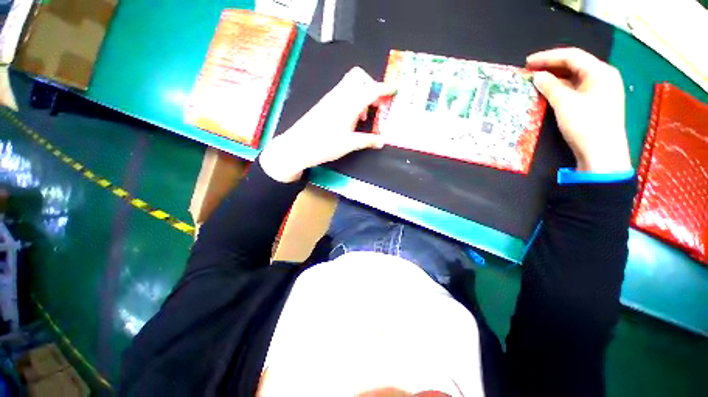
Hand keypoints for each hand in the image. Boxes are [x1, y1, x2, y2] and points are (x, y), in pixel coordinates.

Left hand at [260, 67, 394, 182]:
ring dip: (361, 95)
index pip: (371, 90)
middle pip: (358, 77)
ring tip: (365, 118)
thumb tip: (381, 141)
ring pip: (350, 85)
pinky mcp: (325, 105)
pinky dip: (352, 101)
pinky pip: (342, 94)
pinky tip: (351, 120)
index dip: (384, 88)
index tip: (395, 89)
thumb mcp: (349, 144)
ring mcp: (331, 99)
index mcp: (349, 103)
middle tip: (377, 105)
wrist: (298, 146)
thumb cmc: (325, 144)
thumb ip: (367, 141)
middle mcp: (340, 96)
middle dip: (371, 85)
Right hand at [526, 48, 631, 172]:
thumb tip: (537, 76)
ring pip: (575, 77)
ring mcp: (601, 90)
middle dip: (551, 66)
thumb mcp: (565, 103)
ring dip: (555, 77)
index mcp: (600, 71)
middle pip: (574, 65)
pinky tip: (549, 91)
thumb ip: (550, 86)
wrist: (602, 153)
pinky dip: (561, 88)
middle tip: (530, 70)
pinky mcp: (596, 103)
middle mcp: (603, 77)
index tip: (527, 62)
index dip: (548, 57)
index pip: (571, 56)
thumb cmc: (586, 124)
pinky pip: (576, 88)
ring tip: (536, 80)